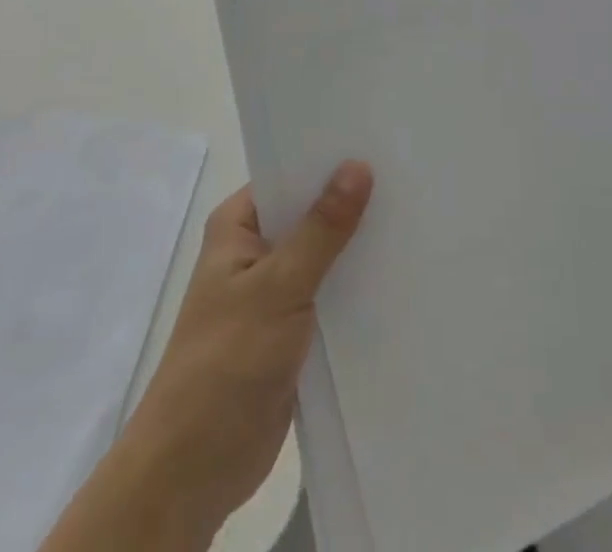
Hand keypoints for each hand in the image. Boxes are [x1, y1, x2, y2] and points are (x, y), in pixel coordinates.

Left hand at [46, 163, 373, 551]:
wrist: (196, 467)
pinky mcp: (291, 331)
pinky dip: (356, 287)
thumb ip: (322, 229)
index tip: (379, 145)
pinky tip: (398, 274)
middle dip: (351, 203)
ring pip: (324, 256)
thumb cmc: (227, 361)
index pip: (290, 175)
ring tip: (416, 218)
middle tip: (409, 178)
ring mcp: (273, 292)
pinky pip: (329, 295)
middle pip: (310, 214)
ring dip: (357, 247)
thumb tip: (358, 165)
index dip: (331, 161)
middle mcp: (255, 250)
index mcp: (238, 225)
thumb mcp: (279, 286)